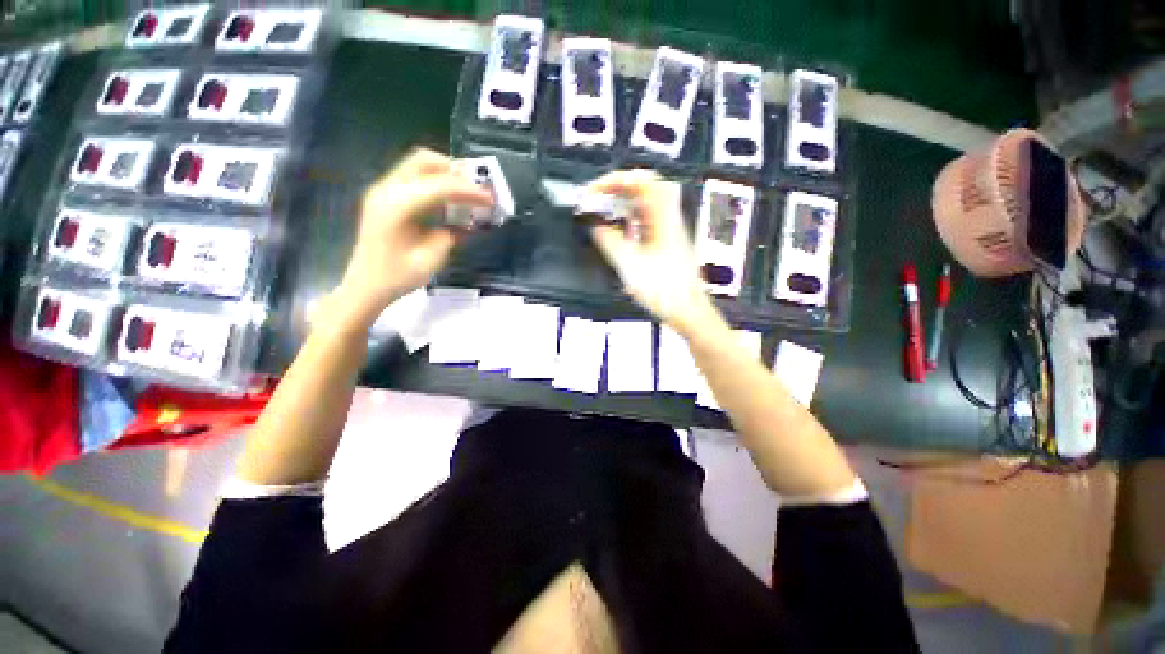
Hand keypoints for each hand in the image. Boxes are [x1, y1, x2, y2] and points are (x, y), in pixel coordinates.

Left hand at [336, 148, 491, 326]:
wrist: (366, 285)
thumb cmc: (398, 276)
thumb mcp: (432, 258)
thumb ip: (452, 234)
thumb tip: (469, 222)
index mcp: (397, 206)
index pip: (440, 186)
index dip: (468, 190)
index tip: (490, 199)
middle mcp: (387, 189)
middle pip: (424, 161)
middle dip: (455, 171)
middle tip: (476, 188)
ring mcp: (383, 190)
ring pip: (418, 165)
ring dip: (445, 174)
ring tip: (466, 192)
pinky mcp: (385, 196)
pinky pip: (413, 177)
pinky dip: (435, 182)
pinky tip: (449, 200)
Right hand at [588, 169, 719, 333]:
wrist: (687, 310)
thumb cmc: (662, 289)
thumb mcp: (630, 265)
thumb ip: (610, 241)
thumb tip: (595, 226)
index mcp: (662, 217)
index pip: (640, 181)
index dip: (613, 180)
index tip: (593, 192)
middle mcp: (668, 218)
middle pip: (646, 186)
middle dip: (619, 187)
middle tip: (599, 197)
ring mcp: (669, 229)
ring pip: (646, 203)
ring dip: (624, 202)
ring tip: (604, 211)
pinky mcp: (667, 241)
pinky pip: (648, 220)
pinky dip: (630, 218)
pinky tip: (620, 230)